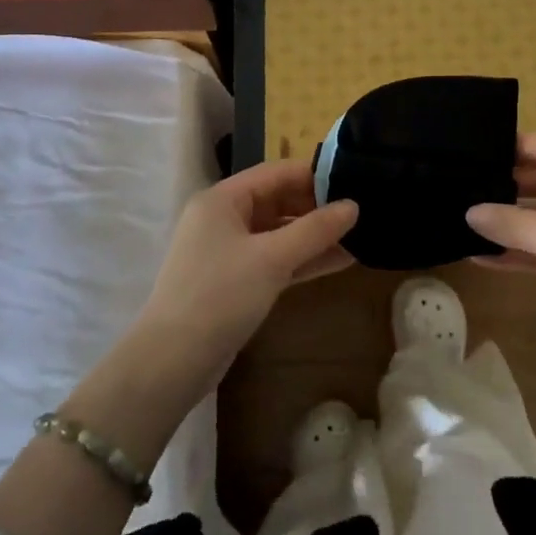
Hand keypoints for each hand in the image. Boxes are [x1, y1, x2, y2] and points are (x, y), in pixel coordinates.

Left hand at [136, 160, 357, 371]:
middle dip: (319, 207)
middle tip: (362, 211)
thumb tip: (353, 206)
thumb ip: (315, 230)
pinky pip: (276, 259)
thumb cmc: (220, 295)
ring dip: (316, 236)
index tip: (354, 180)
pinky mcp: (237, 281)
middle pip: (279, 201)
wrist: (172, 362)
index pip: (276, 173)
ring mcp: (230, 251)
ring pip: (280, 233)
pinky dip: (304, 259)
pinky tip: (340, 261)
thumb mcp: (272, 258)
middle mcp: (224, 218)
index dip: (315, 175)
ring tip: (360, 236)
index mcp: (223, 200)